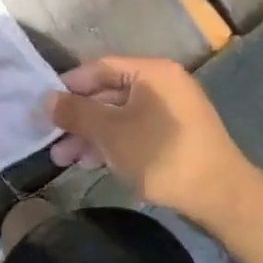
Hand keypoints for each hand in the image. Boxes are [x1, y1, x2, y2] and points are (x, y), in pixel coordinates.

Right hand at [47, 56, 262, 227]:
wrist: (219, 195)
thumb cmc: (160, 154)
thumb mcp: (110, 132)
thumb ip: (75, 112)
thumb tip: (46, 100)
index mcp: (151, 72)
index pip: (99, 68)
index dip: (68, 86)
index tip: (44, 108)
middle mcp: (161, 84)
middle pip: (107, 94)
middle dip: (76, 119)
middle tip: (50, 139)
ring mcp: (169, 111)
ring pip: (118, 116)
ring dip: (89, 136)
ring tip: (63, 160)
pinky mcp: (173, 136)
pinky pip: (133, 131)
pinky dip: (111, 144)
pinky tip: (90, 163)